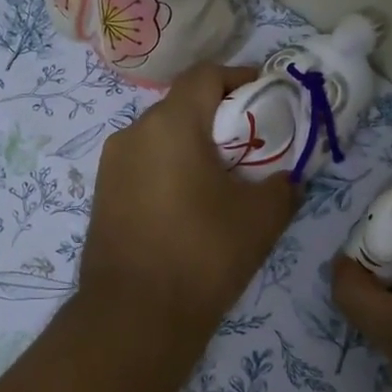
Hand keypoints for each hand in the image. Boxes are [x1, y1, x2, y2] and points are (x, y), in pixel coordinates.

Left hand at [80, 64, 297, 334]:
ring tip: (224, 178)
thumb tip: (287, 178)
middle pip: (183, 105)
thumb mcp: (262, 218)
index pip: (207, 75)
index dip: (242, 77)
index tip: (269, 96)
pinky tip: (191, 204)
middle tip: (254, 144)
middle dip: (221, 117)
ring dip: (194, 145)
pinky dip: (171, 169)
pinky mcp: (103, 195)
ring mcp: (112, 165)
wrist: (135, 317)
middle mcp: (133, 133)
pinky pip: (144, 165)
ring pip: (161, 137)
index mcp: (170, 124)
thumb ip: (284, 185)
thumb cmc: (203, 254)